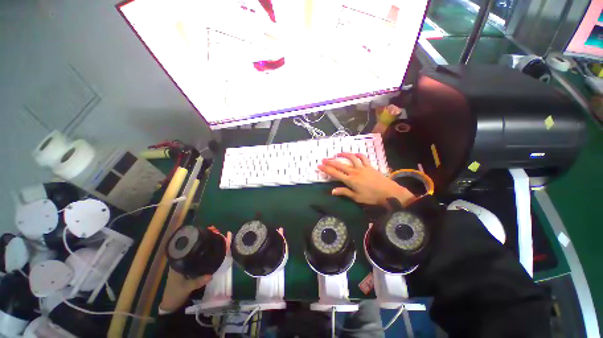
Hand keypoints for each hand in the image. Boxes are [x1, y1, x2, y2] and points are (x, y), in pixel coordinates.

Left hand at [159, 229, 231, 312]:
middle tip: (214, 231)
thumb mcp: (186, 288)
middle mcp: (181, 260)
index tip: (205, 230)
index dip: (195, 237)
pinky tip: (212, 248)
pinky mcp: (190, 267)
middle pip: (192, 245)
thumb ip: (197, 282)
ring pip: (195, 250)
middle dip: (203, 237)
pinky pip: (198, 255)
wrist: (171, 304)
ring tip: (215, 235)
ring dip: (204, 243)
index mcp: (177, 262)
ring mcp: (186, 263)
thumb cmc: (175, 294)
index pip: (185, 245)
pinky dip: (204, 250)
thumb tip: (211, 275)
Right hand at [318, 153, 414, 205]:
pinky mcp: (369, 166)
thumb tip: (332, 191)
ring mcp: (362, 167)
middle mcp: (354, 172)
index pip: (335, 173)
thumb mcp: (357, 197)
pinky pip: (363, 158)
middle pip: (340, 165)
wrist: (389, 193)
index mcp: (350, 180)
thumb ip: (344, 192)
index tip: (319, 166)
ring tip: (337, 154)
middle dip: (330, 162)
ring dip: (343, 155)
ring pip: (351, 158)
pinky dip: (358, 154)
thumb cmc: (372, 197)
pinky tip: (354, 154)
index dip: (326, 169)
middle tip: (323, 159)